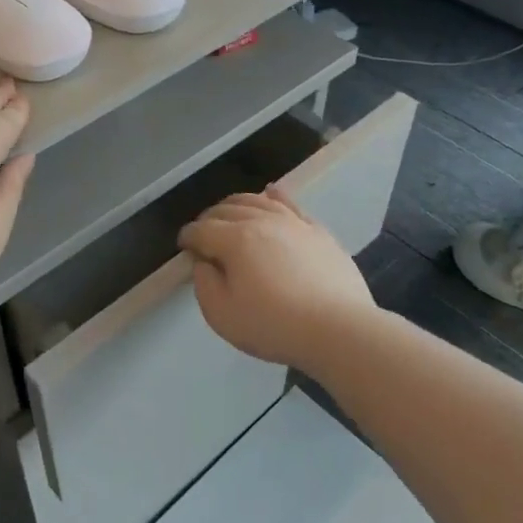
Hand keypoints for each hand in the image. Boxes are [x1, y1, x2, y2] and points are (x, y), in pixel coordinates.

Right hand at [177, 187, 373, 372]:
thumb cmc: (273, 325)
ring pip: (257, 200)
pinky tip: (270, 194)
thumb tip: (204, 263)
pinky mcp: (317, 231)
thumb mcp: (222, 315)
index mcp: (234, 240)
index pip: (201, 230)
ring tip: (230, 214)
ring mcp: (292, 222)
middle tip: (204, 234)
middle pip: (226, 209)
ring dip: (236, 204)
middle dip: (209, 219)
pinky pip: (290, 203)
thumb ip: (204, 284)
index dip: (188, 237)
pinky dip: (274, 196)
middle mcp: (261, 221)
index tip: (183, 247)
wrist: (338, 329)